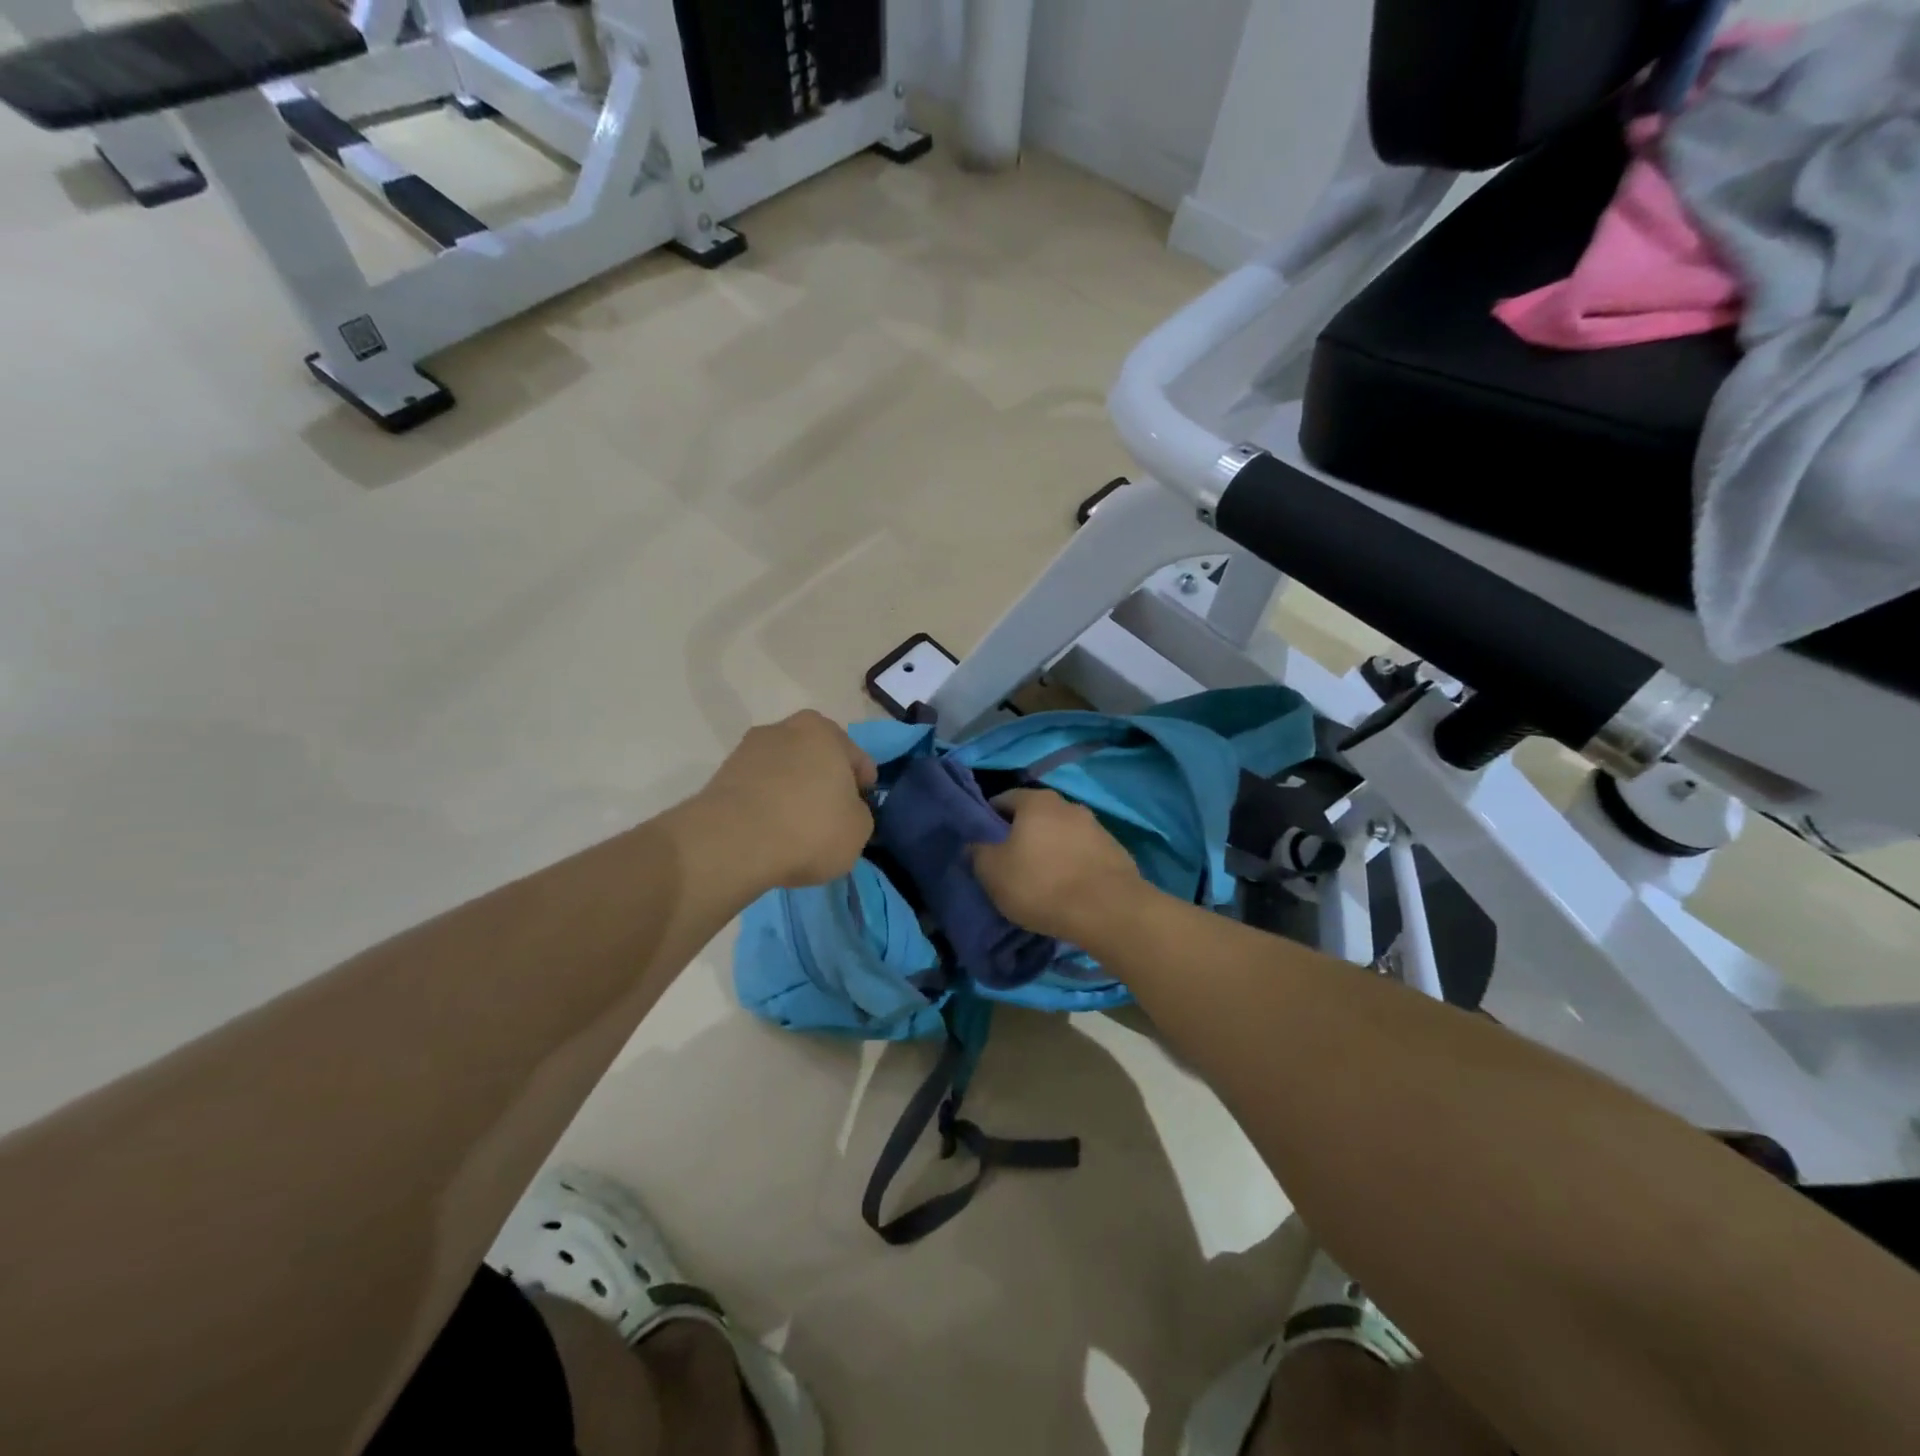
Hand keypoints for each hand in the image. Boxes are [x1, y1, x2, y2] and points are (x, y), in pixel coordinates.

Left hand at [693, 711, 877, 889]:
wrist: (733, 843)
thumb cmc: (810, 828)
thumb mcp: (858, 830)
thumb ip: (858, 813)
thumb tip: (844, 812)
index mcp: (824, 731)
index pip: (856, 758)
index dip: (863, 784)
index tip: (861, 808)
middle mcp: (785, 728)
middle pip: (816, 757)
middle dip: (824, 781)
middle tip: (831, 814)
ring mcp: (748, 750)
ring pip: (784, 771)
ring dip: (792, 791)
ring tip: (797, 827)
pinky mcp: (722, 776)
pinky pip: (758, 789)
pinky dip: (767, 805)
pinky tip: (771, 831)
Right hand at [970, 789, 1144, 944]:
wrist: (1108, 911)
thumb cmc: (1041, 885)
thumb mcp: (992, 872)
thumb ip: (978, 852)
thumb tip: (975, 844)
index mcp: (1037, 802)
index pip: (1004, 799)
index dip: (989, 818)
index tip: (982, 842)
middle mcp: (1069, 805)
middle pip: (1036, 816)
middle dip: (1022, 835)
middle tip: (1010, 863)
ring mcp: (1097, 828)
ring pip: (1062, 834)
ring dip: (1050, 850)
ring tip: (1041, 879)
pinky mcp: (1116, 852)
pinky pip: (1084, 854)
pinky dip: (1072, 865)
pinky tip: (1068, 888)